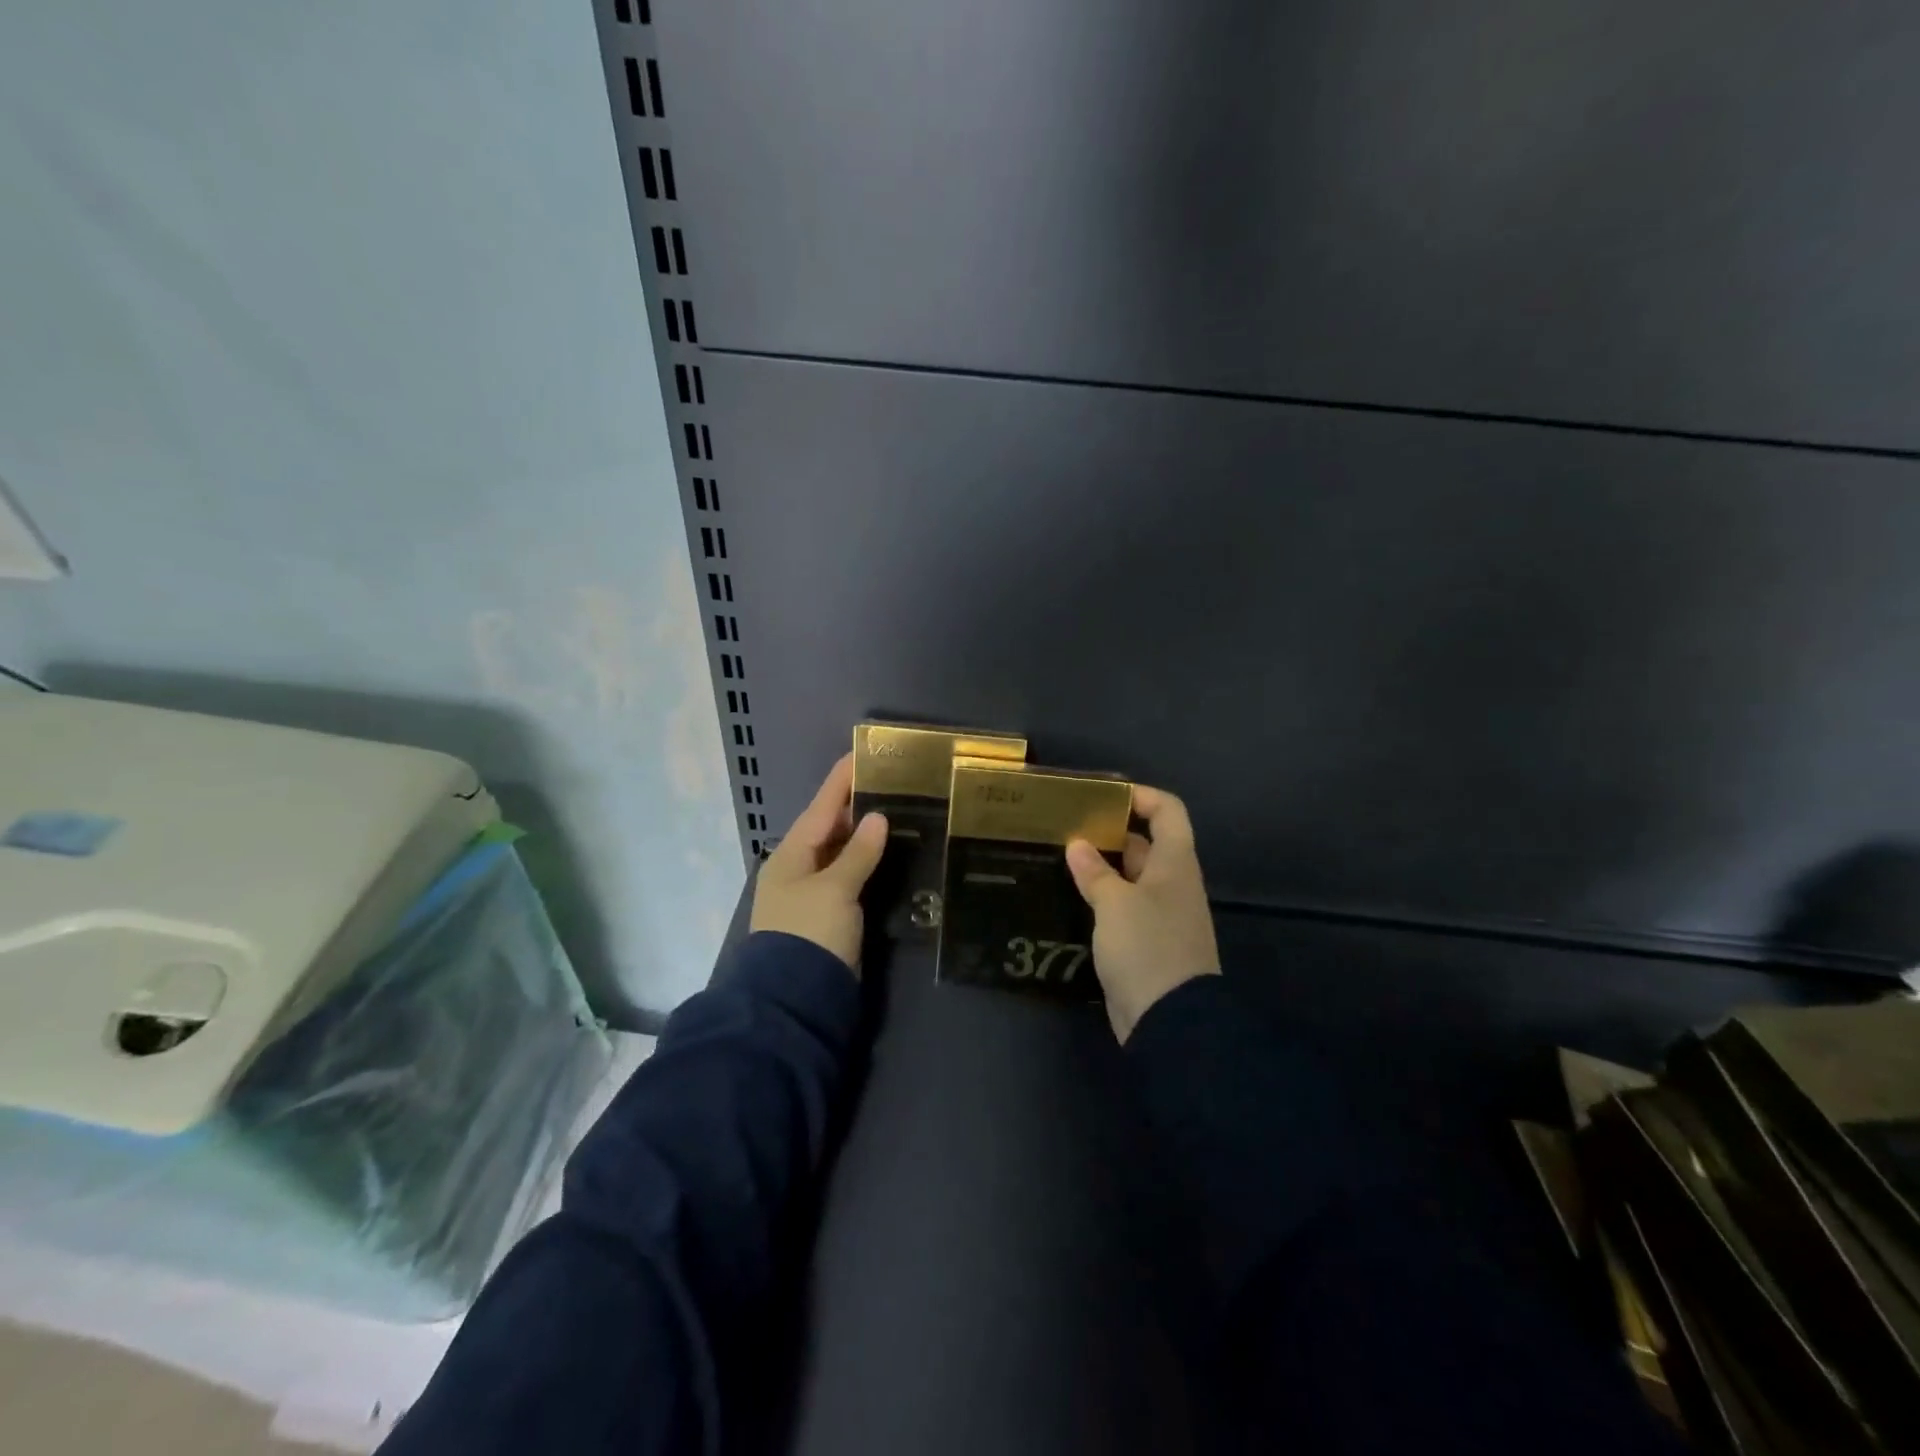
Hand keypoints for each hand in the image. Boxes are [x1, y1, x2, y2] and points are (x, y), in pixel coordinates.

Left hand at [749, 752, 888, 971]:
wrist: (797, 999)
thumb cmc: (811, 933)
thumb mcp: (835, 889)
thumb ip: (858, 853)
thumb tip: (878, 817)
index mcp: (792, 854)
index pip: (822, 807)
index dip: (842, 780)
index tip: (862, 753)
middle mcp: (800, 868)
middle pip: (831, 827)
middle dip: (858, 804)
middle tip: (892, 781)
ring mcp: (814, 893)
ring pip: (842, 852)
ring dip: (865, 834)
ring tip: (898, 808)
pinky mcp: (830, 915)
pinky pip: (850, 876)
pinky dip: (868, 862)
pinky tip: (890, 853)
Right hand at [1066, 784, 1220, 1042]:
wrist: (1171, 1022)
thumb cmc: (1147, 947)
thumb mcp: (1115, 903)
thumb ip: (1095, 872)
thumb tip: (1078, 845)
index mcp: (1174, 863)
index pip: (1168, 811)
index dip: (1140, 796)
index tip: (1101, 796)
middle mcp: (1171, 883)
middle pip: (1145, 843)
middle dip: (1109, 832)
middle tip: (1066, 827)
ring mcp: (1160, 915)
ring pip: (1130, 878)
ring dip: (1100, 868)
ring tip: (1058, 858)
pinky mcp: (1145, 944)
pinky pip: (1122, 908)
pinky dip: (1100, 899)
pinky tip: (1069, 898)